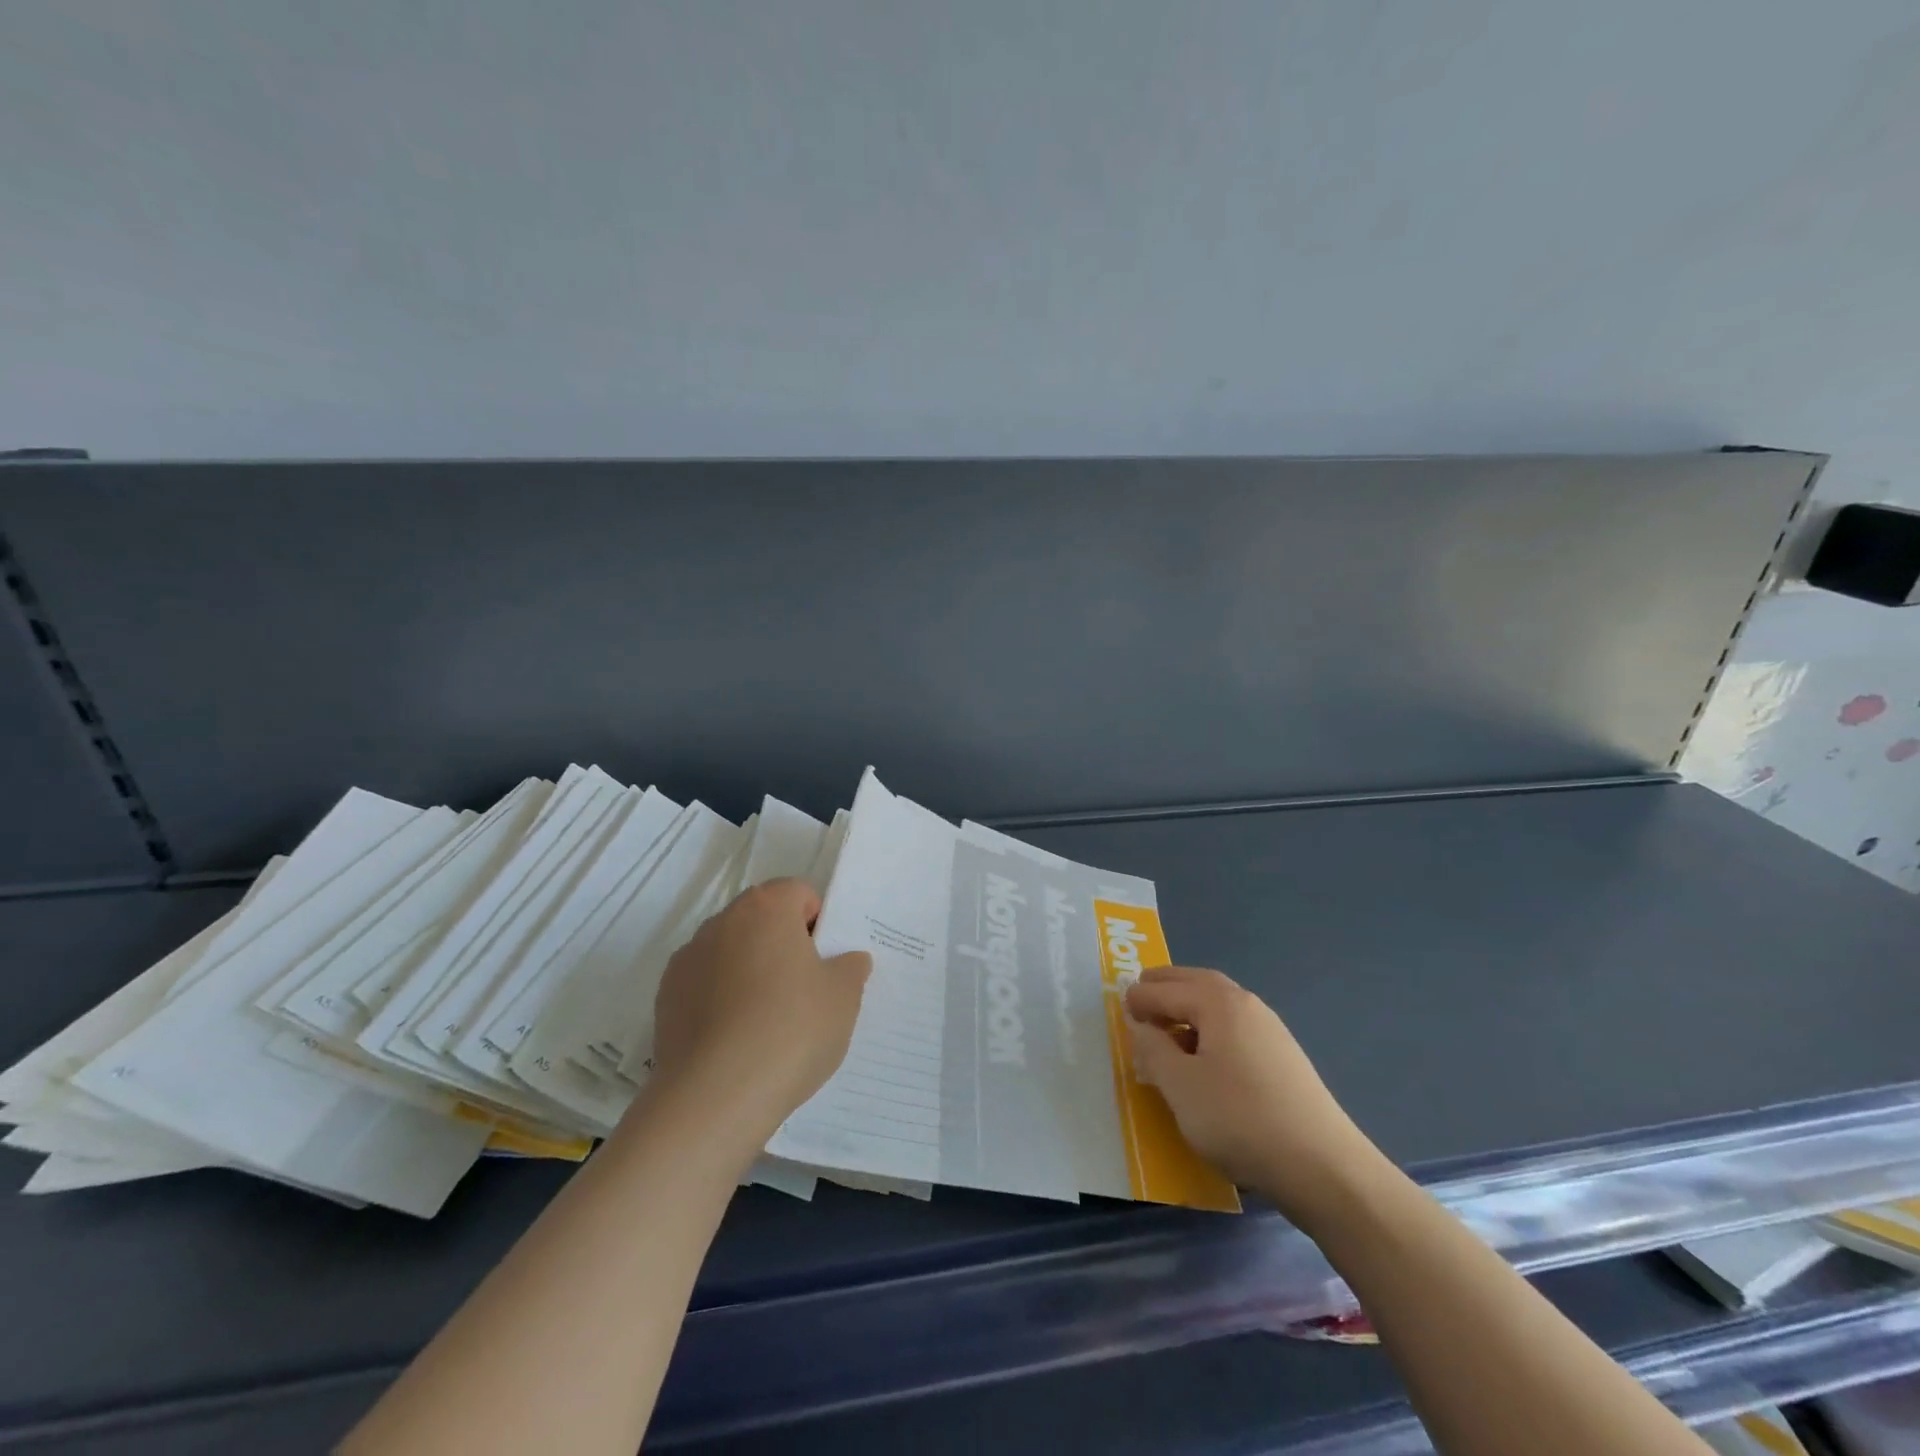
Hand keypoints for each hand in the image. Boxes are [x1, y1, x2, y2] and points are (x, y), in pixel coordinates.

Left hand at [652, 878, 871, 1142]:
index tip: (826, 962)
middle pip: (762, 920)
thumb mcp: (843, 998)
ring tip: (768, 1022)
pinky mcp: (665, 999)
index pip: (798, 893)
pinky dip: (721, 1000)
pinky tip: (736, 1040)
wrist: (713, 1099)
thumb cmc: (790, 1031)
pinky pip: (705, 986)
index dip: (818, 923)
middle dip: (783, 946)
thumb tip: (847, 960)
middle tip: (805, 991)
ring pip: (731, 953)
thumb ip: (850, 968)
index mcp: (766, 909)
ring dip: (750, 972)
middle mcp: (721, 923)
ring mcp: (687, 960)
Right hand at [1125, 965, 1381, 1223]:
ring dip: (1190, 1007)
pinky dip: (1210, 1028)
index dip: (1140, 997)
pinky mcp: (1284, 1059)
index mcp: (1218, 1003)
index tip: (1120, 1006)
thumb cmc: (1240, 1119)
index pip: (1167, 989)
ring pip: (1219, 1005)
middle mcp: (1246, 1005)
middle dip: (1168, 985)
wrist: (1324, 1168)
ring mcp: (1271, 1031)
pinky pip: (1235, 1028)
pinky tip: (1205, 1058)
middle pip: (1198, 983)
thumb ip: (1153, 1050)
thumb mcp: (1180, 1086)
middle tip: (1141, 991)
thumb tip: (1143, 1026)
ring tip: (1168, 1027)